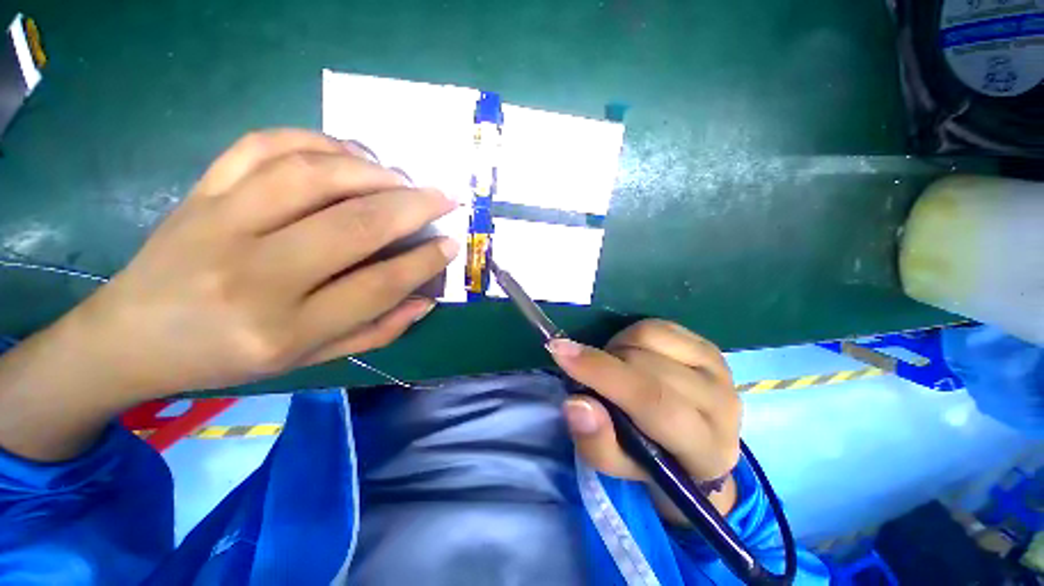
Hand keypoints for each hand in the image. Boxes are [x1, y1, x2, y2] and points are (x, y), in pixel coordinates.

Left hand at [0, 129, 459, 460]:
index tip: (451, 244)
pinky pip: (263, 146)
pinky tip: (348, 153)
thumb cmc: (227, 358)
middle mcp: (253, 275)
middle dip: (412, 207)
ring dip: (372, 171)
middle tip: (443, 198)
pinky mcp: (201, 191)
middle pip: (354, 226)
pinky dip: (316, 140)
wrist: (131, 337)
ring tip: (401, 177)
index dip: (424, 262)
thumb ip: (376, 331)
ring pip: (312, 176)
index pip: (377, 286)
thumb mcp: (309, 360)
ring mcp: (220, 223)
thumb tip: (426, 300)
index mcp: (283, 329)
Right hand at [548, 319, 741, 518]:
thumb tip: (575, 403)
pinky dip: (631, 336)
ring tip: (614, 368)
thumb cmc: (651, 461)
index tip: (559, 351)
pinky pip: (658, 325)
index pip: (653, 402)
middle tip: (590, 375)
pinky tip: (632, 356)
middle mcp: (721, 404)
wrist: (695, 446)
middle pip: (648, 366)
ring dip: (617, 349)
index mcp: (705, 449)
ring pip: (650, 337)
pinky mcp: (709, 347)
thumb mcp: (617, 465)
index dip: (602, 373)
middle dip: (604, 362)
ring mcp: (719, 368)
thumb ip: (596, 442)